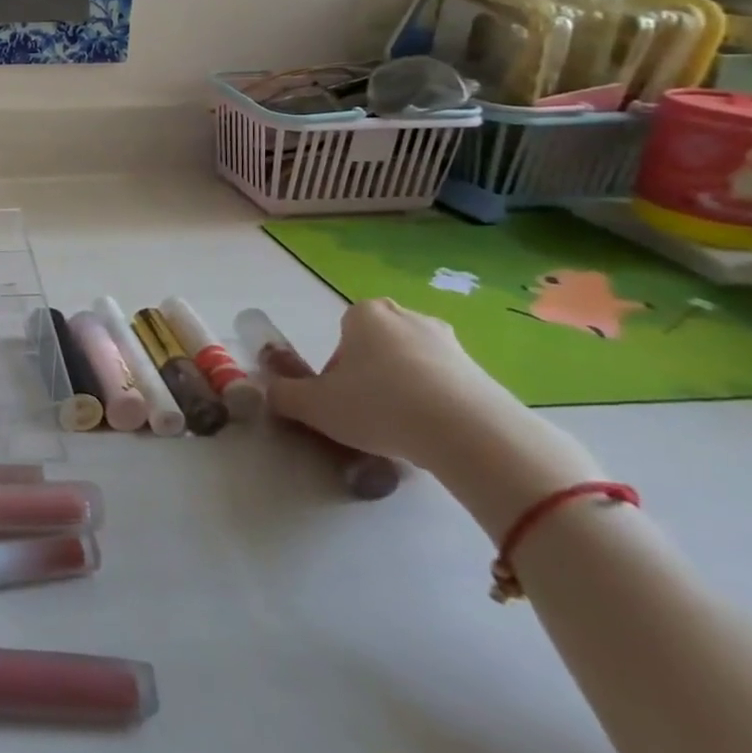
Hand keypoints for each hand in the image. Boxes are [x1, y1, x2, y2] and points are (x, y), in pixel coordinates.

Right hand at [265, 298, 600, 533]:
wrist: (468, 433)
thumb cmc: (377, 404)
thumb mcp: (314, 405)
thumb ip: (283, 395)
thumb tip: (266, 393)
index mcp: (365, 314)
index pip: (342, 334)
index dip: (336, 369)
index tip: (339, 399)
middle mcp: (408, 317)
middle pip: (379, 347)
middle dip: (371, 376)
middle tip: (367, 414)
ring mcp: (451, 344)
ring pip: (414, 366)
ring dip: (405, 391)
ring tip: (402, 432)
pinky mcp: (485, 374)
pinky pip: (448, 387)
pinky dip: (438, 407)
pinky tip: (434, 438)